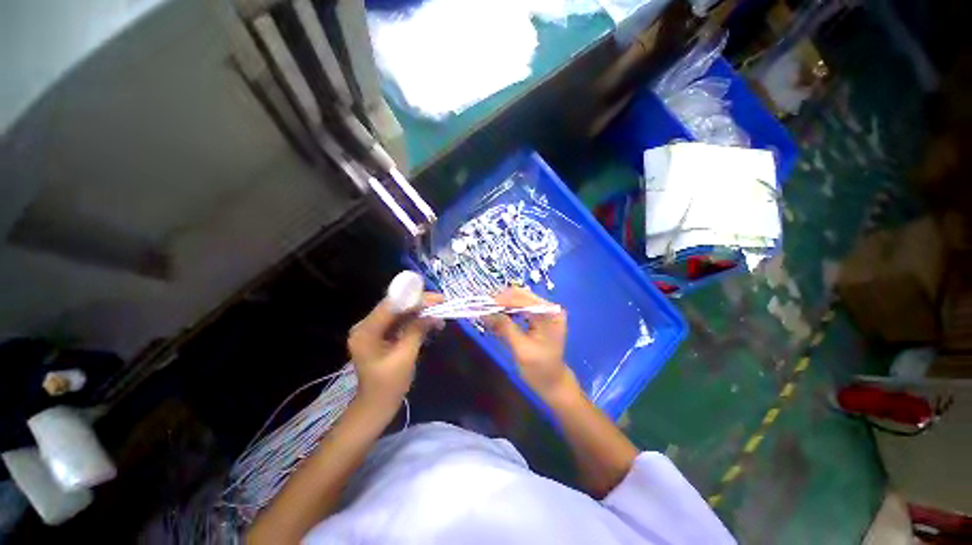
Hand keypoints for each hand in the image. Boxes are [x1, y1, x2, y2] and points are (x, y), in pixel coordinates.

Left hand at [348, 293, 441, 408]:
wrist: (376, 406)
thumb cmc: (388, 386)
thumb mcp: (405, 357)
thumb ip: (416, 331)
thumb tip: (432, 314)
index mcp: (366, 331)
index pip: (391, 305)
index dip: (414, 298)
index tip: (436, 298)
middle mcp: (366, 326)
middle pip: (395, 306)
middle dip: (419, 303)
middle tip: (441, 302)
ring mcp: (373, 329)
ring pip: (400, 312)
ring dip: (420, 312)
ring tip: (440, 313)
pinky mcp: (381, 335)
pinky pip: (400, 322)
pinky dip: (415, 321)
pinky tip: (431, 322)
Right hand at [487, 288, 576, 399]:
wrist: (552, 382)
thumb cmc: (540, 369)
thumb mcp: (521, 349)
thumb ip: (504, 328)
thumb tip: (484, 313)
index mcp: (550, 314)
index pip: (524, 299)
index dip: (503, 300)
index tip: (484, 305)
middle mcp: (548, 307)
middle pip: (521, 295)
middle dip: (501, 300)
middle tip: (483, 308)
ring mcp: (543, 310)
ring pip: (518, 299)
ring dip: (502, 305)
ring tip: (487, 312)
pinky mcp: (537, 316)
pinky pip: (519, 307)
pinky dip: (506, 310)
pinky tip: (497, 317)